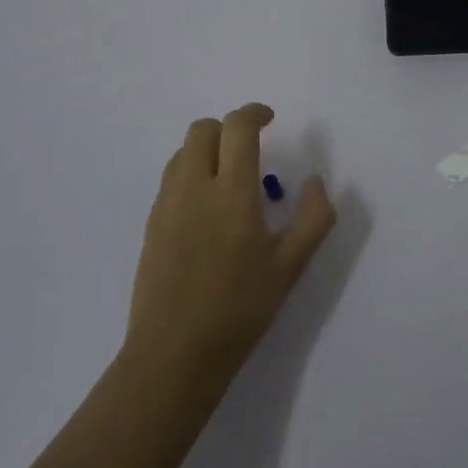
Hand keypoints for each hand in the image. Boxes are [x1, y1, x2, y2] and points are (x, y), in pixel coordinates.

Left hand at [125, 103, 335, 396]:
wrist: (174, 354)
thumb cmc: (240, 309)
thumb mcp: (290, 266)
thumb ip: (314, 217)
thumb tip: (316, 180)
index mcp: (231, 192)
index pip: (237, 127)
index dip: (255, 113)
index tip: (270, 120)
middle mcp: (194, 187)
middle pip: (203, 130)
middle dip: (229, 128)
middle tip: (251, 149)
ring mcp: (167, 205)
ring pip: (182, 152)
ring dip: (207, 149)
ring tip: (229, 177)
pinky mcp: (151, 224)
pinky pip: (170, 178)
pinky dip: (191, 172)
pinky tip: (208, 208)